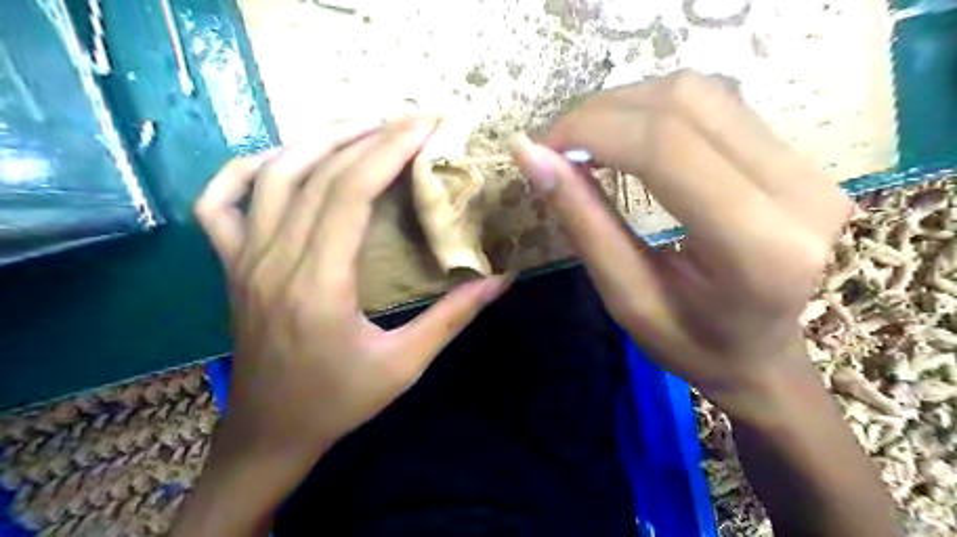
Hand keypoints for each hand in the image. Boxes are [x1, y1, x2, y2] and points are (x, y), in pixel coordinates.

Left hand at [192, 118, 507, 465]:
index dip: (389, 150)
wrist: (271, 432)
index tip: (426, 127)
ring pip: (273, 175)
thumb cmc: (339, 401)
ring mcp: (243, 259)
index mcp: (319, 284)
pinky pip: (220, 202)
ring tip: (365, 126)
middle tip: (410, 120)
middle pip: (317, 173)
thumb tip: (501, 280)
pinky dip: (247, 169)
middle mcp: (274, 260)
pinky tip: (283, 159)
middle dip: (368, 135)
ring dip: (320, 140)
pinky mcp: (231, 265)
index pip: (350, 192)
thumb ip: (453, 318)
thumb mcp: (405, 365)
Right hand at [507, 70, 851, 419]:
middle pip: (687, 103)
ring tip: (587, 142)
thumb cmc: (692, 344)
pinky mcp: (800, 157)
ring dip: (628, 105)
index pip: (666, 148)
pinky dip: (656, 111)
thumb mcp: (626, 297)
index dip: (593, 131)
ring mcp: (809, 167)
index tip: (543, 148)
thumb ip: (583, 222)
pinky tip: (628, 139)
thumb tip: (530, 155)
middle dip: (604, 112)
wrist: (764, 355)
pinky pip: (718, 105)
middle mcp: (798, 192)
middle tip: (558, 146)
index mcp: (756, 248)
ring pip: (703, 92)